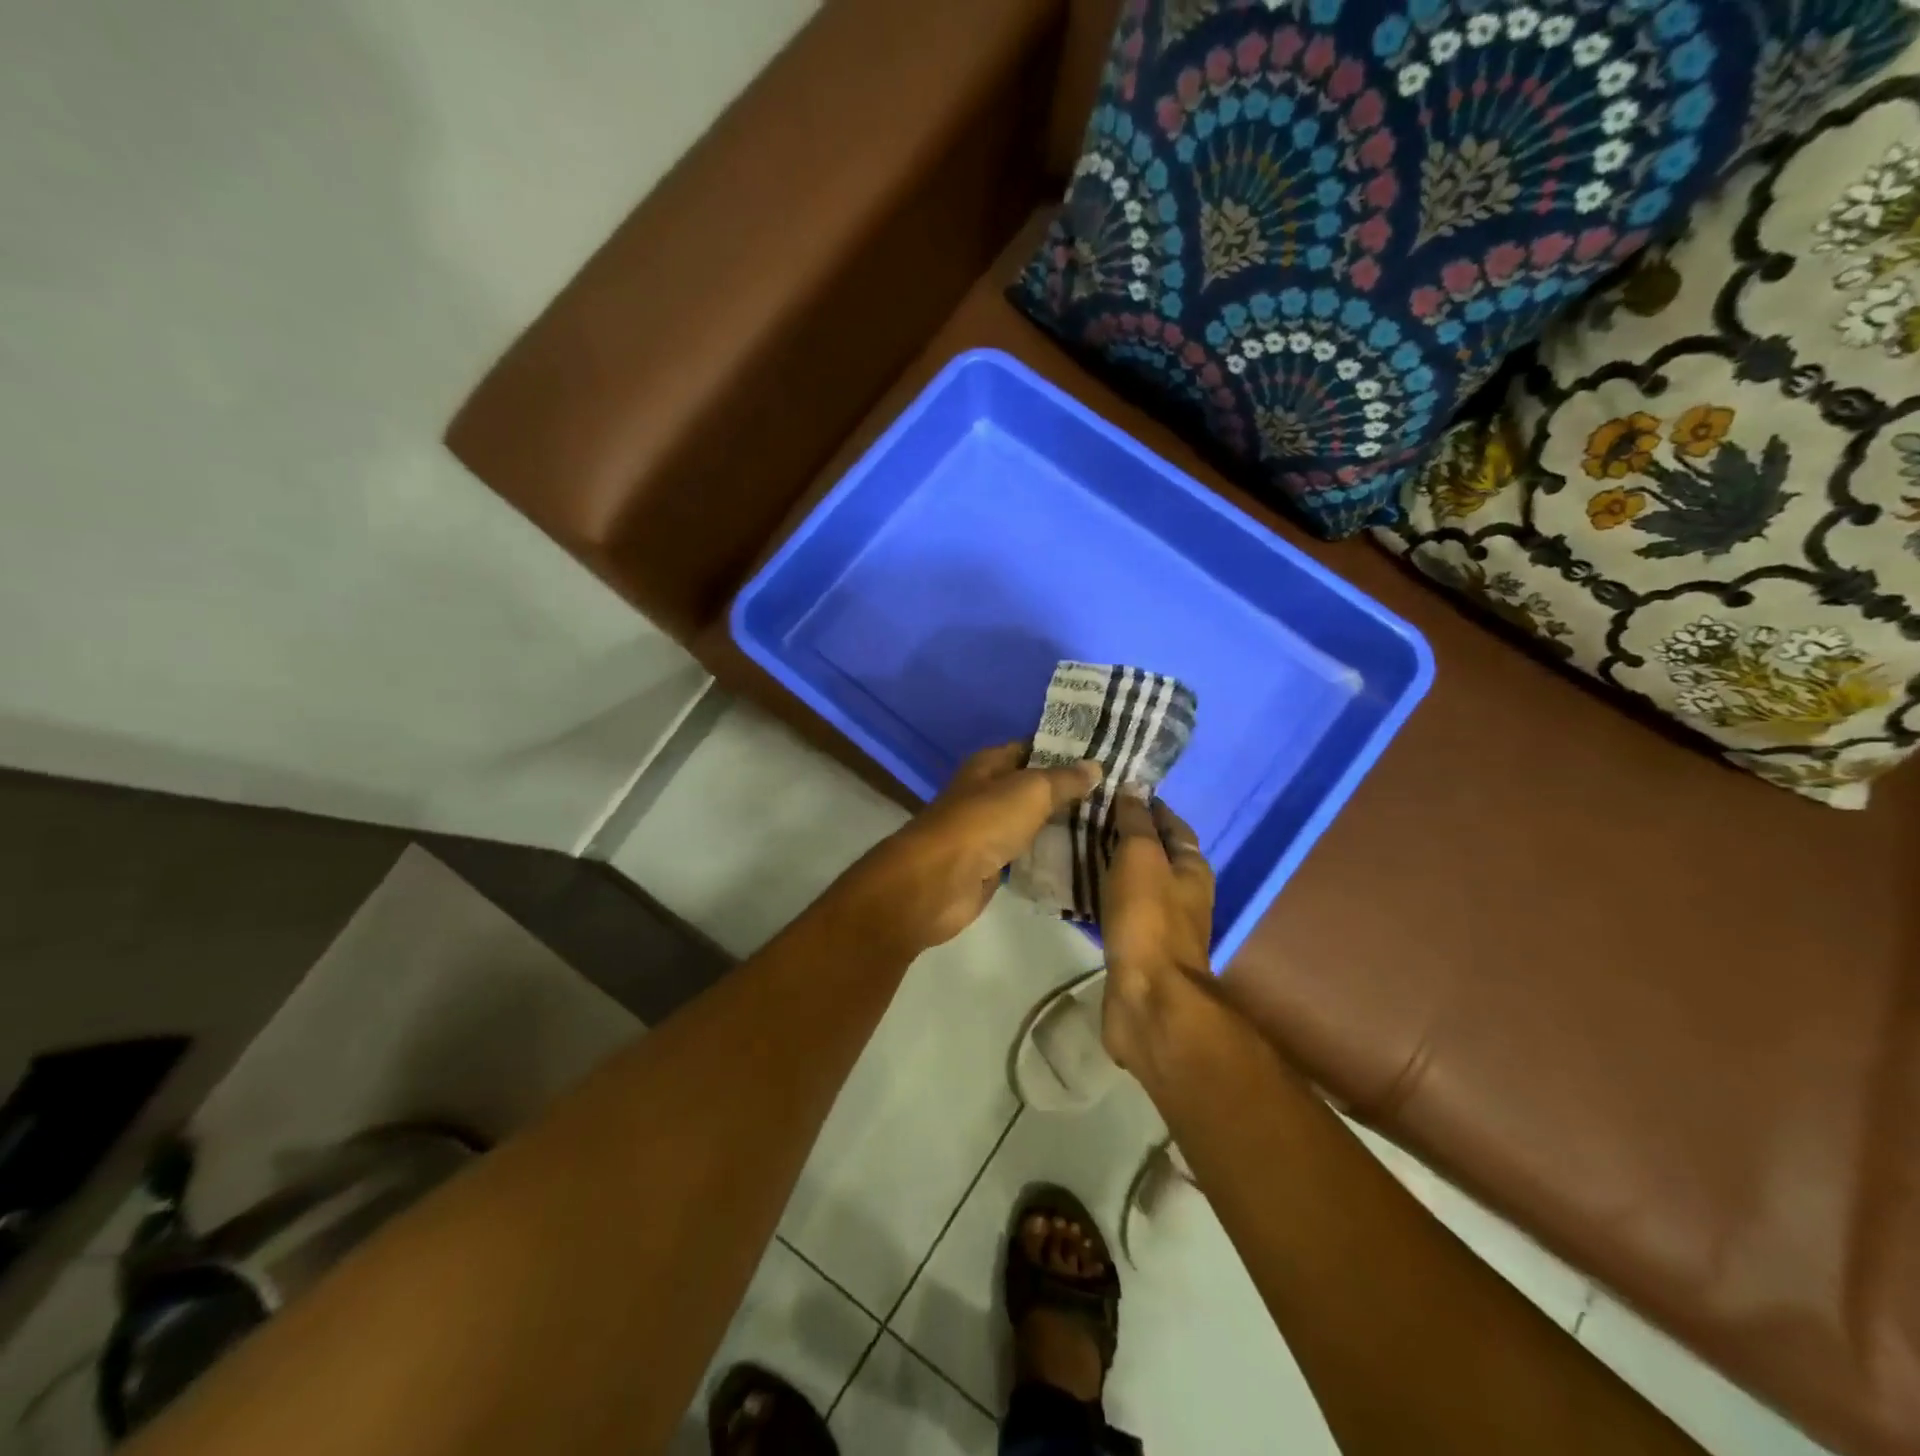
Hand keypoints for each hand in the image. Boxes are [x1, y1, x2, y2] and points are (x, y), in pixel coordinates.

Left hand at [855, 743, 1102, 952]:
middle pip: (1032, 787)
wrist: (940, 880)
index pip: (1030, 748)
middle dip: (1068, 790)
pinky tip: (1082, 856)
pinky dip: (1048, 854)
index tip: (1104, 756)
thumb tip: (1095, 766)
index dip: (1063, 750)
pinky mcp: (991, 864)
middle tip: (1115, 794)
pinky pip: (1026, 853)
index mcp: (988, 764)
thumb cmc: (983, 822)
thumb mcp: (1030, 791)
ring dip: (1061, 824)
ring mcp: (988, 830)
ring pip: (1031, 821)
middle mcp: (986, 792)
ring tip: (1108, 824)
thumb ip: (1063, 779)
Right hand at [1098, 796, 1215, 1074]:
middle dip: (1124, 833)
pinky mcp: (1138, 945)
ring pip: (1134, 881)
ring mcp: (1161, 922)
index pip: (1171, 824)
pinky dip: (1102, 893)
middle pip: (1154, 852)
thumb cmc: (1148, 918)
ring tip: (1073, 845)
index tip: (1112, 789)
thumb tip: (1133, 788)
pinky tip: (1077, 887)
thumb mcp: (1141, 857)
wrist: (1148, 996)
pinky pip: (1119, 908)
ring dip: (1110, 864)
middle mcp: (1182, 893)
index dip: (1146, 805)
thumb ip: (1136, 823)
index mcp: (1192, 868)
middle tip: (1084, 815)